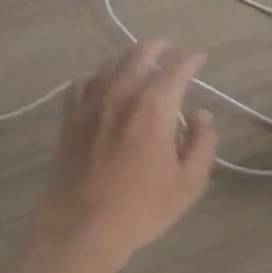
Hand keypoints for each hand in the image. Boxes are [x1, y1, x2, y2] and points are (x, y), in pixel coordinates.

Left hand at [34, 38, 218, 271]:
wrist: (81, 226)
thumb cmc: (141, 207)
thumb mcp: (188, 183)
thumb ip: (202, 143)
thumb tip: (202, 116)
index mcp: (154, 106)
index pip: (177, 69)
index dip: (191, 60)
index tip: (200, 58)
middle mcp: (121, 94)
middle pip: (139, 55)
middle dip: (157, 47)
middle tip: (168, 47)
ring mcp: (91, 104)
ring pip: (108, 65)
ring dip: (127, 59)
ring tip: (137, 63)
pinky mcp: (69, 119)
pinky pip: (80, 85)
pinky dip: (94, 78)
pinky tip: (99, 86)